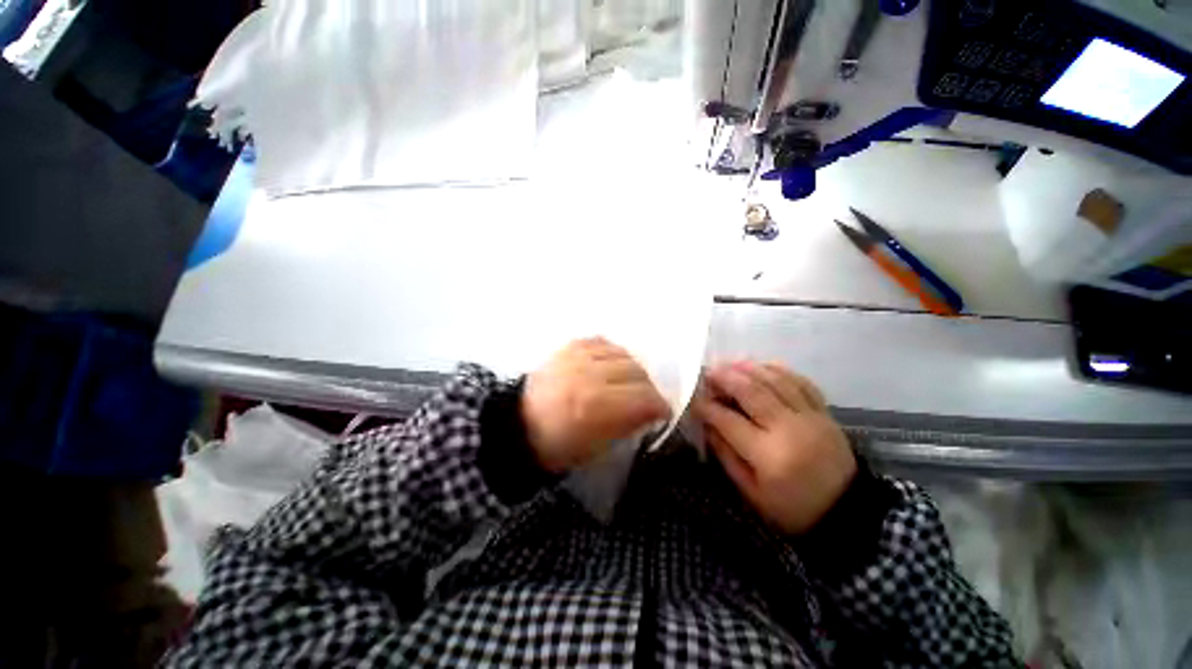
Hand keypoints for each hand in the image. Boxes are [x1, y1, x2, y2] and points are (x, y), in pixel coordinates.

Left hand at [522, 338, 670, 473]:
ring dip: (634, 369)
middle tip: (648, 399)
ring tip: (631, 382)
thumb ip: (628, 425)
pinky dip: (614, 354)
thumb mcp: (595, 448)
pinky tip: (613, 365)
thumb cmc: (556, 445)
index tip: (664, 411)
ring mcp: (577, 356)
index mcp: (594, 406)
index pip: (643, 397)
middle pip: (637, 372)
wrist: (518, 424)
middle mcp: (588, 375)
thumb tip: (652, 411)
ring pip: (623, 354)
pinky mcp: (569, 347)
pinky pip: (604, 342)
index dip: (660, 405)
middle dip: (650, 387)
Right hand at [695, 361, 855, 534]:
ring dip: (748, 368)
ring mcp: (810, 417)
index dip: (706, 406)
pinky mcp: (824, 412)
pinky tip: (762, 366)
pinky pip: (800, 382)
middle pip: (752, 392)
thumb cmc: (792, 509)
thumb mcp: (751, 491)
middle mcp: (789, 429)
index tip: (692, 397)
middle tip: (708, 371)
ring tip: (729, 363)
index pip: (728, 420)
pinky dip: (779, 370)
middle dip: (725, 378)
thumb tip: (706, 423)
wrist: (848, 513)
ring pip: (775, 381)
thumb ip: (725, 454)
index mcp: (769, 455)